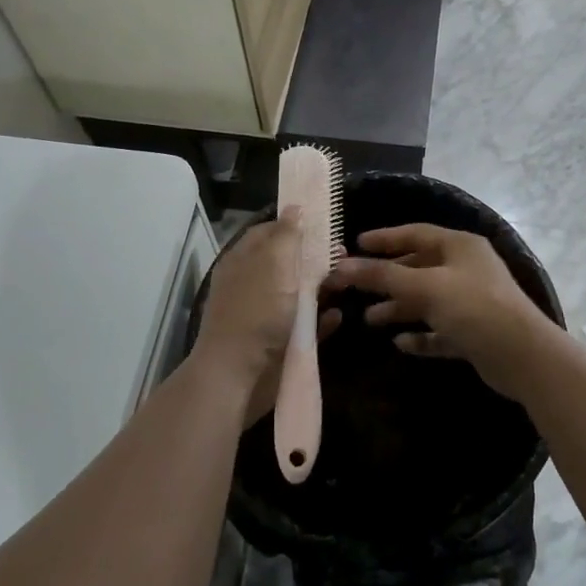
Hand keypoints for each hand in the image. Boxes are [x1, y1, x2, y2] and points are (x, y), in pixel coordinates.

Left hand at [192, 211, 336, 424]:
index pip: (270, 231)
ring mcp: (265, 315)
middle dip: (316, 258)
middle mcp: (253, 284)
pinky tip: (338, 316)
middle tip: (344, 256)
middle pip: (288, 263)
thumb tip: (294, 207)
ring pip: (299, 294)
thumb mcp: (273, 264)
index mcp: (244, 261)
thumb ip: (286, 235)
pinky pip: (305, 327)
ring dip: (323, 288)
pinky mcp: (278, 344)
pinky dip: (321, 320)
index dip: (296, 225)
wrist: (237, 378)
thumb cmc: (256, 312)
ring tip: (348, 283)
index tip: (325, 224)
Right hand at [326, 224, 558, 399]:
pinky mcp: (474, 332)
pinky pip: (440, 330)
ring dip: (400, 307)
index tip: (356, 244)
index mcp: (459, 246)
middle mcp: (466, 269)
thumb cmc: (474, 307)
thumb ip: (383, 276)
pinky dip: (420, 335)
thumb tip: (341, 267)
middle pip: (419, 267)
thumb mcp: (425, 287)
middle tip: (355, 287)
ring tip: (370, 319)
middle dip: (388, 278)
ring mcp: (471, 301)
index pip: (416, 234)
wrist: (523, 356)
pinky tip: (400, 343)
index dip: (385, 238)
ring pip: (427, 300)